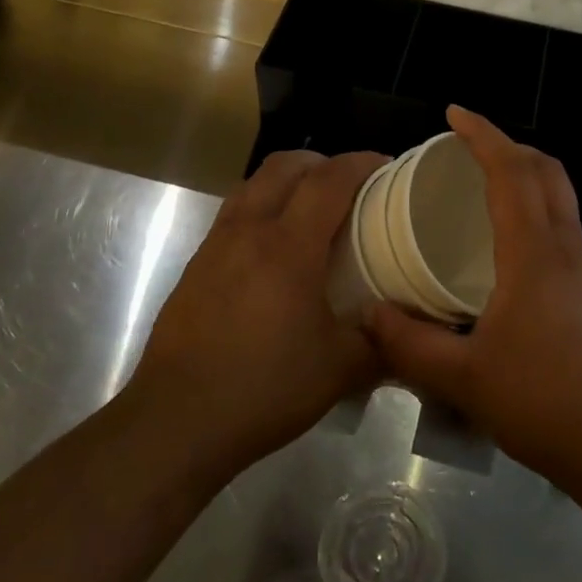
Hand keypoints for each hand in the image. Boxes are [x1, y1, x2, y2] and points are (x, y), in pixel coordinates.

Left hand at [133, 149, 385, 470]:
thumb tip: (405, 329)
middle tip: (350, 186)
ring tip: (312, 210)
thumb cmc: (264, 387)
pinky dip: (262, 208)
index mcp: (288, 245)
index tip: (387, 167)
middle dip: (322, 163)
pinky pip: (235, 213)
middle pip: (285, 165)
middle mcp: (249, 229)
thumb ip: (380, 342)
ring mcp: (216, 244)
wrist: (177, 419)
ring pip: (254, 184)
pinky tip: (275, 250)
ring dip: (287, 181)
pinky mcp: (196, 264)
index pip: (329, 179)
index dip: (361, 163)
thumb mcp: (340, 370)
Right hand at [367, 107, 581, 495]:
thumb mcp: (465, 381)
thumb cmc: (550, 405)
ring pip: (561, 203)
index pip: (512, 170)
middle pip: (547, 171)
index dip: (483, 134)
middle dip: (508, 146)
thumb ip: (410, 345)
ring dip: (525, 183)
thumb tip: (368, 313)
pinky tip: (509, 265)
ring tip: (480, 201)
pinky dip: (535, 221)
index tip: (453, 114)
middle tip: (466, 150)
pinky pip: (565, 236)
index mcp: (536, 253)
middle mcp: (570, 249)